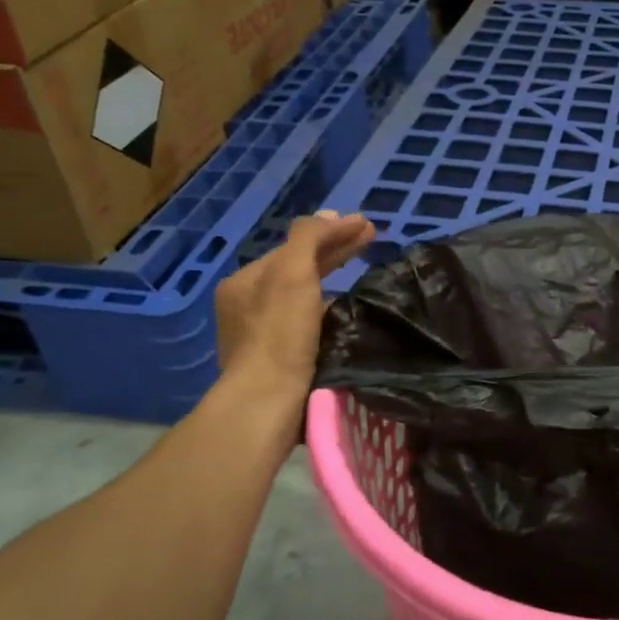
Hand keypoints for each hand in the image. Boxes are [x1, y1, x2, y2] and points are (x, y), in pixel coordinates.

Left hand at [214, 210, 375, 393]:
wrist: (268, 402)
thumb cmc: (280, 333)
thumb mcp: (292, 272)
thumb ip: (308, 238)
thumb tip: (330, 217)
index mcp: (246, 281)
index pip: (295, 246)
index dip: (332, 232)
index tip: (368, 225)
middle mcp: (248, 306)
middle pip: (298, 270)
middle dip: (335, 253)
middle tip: (372, 239)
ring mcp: (261, 337)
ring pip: (304, 298)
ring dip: (333, 284)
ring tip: (365, 278)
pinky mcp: (279, 363)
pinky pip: (309, 325)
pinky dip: (329, 313)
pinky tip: (349, 316)